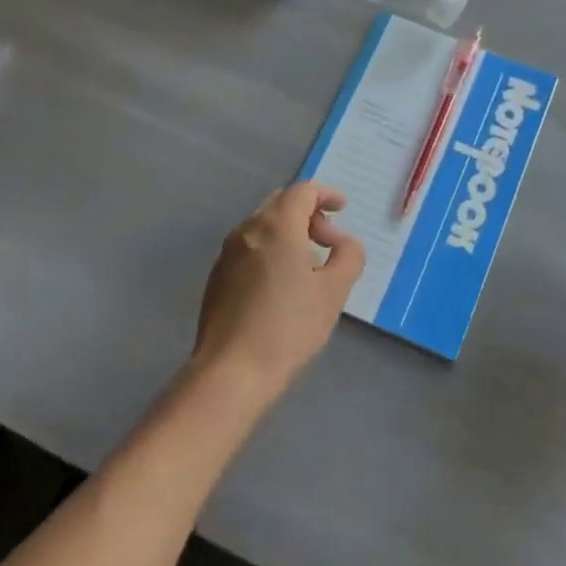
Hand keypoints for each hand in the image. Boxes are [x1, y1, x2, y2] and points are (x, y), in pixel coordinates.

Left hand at [192, 182, 364, 404]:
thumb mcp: (334, 291)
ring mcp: (227, 254)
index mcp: (277, 225)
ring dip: (289, 233)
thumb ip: (349, 256)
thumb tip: (344, 243)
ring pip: (263, 226)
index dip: (326, 194)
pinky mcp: (217, 279)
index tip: (343, 209)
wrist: (230, 374)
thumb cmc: (288, 327)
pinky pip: (249, 249)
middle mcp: (248, 230)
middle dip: (308, 214)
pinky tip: (282, 285)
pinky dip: (271, 250)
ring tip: (309, 266)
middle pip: (281, 204)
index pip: (303, 191)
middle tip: (329, 240)